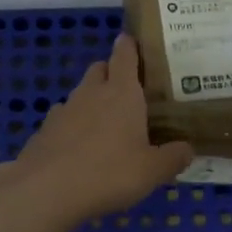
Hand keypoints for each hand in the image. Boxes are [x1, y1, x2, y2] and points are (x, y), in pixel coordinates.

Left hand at [0, 34, 193, 223]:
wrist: (46, 191)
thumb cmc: (109, 173)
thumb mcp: (152, 171)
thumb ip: (173, 158)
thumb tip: (187, 149)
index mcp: (122, 93)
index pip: (125, 55)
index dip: (129, 46)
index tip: (132, 40)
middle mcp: (91, 93)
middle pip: (99, 69)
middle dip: (111, 72)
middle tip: (127, 91)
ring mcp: (63, 111)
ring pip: (79, 94)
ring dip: (91, 101)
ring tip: (104, 125)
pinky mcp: (43, 131)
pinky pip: (62, 120)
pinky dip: (72, 126)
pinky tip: (78, 148)